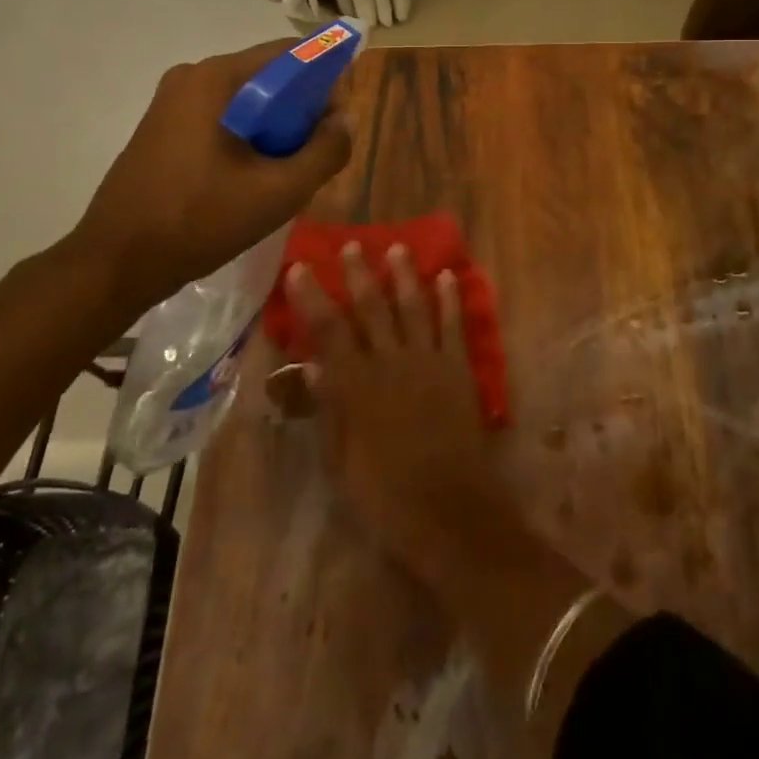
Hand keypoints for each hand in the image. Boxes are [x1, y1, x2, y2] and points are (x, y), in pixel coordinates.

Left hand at [68, 39, 352, 314]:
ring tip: (286, 173)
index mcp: (217, 78)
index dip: (327, 79)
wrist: (116, 263)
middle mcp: (192, 76)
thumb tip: (344, 121)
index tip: (338, 121)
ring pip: (248, 101)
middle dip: (301, 110)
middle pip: (269, 76)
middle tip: (315, 155)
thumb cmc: (200, 221)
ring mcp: (172, 101)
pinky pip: (223, 117)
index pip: (291, 53)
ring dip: (276, 128)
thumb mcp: (279, 191)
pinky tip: (252, 178)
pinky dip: (248, 137)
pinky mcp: (163, 127)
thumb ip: (326, 151)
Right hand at [289, 246, 629, 755]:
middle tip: (352, 245)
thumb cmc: (384, 496)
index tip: (299, 267)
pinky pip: (454, 325)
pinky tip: (447, 276)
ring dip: (404, 275)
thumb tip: (313, 368)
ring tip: (397, 248)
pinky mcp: (459, 369)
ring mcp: (429, 362)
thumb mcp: (341, 460)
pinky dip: (450, 298)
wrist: (449, 512)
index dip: (312, 297)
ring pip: (413, 307)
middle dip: (360, 274)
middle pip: (372, 308)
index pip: (328, 330)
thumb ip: (328, 409)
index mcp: (356, 386)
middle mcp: (391, 363)